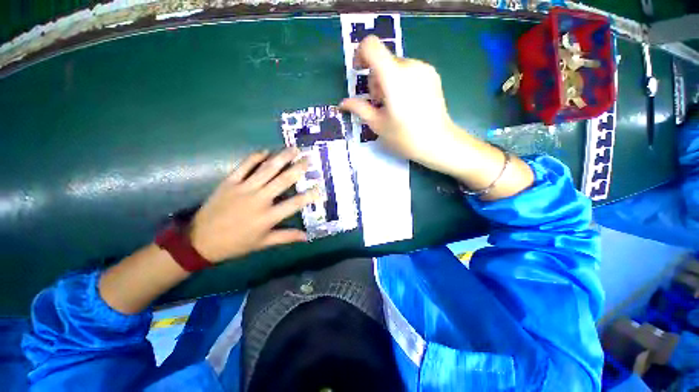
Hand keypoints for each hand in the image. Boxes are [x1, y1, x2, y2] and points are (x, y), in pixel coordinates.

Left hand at [189, 148, 316, 262]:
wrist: (200, 241)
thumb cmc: (235, 244)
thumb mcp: (263, 243)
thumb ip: (286, 237)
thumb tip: (307, 236)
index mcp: (268, 216)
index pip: (295, 203)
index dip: (310, 195)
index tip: (319, 187)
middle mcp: (259, 199)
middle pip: (283, 180)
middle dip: (298, 168)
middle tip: (308, 158)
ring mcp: (244, 188)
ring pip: (267, 169)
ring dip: (282, 157)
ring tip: (293, 149)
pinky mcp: (229, 182)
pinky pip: (244, 166)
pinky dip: (255, 157)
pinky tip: (265, 151)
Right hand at [340, 35, 533, 200]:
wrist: (443, 146)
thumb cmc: (408, 140)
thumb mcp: (378, 127)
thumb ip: (359, 110)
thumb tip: (342, 103)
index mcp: (394, 79)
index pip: (372, 46)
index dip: (361, 53)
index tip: (358, 70)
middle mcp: (410, 68)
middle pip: (383, 61)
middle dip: (374, 80)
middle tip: (376, 104)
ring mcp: (424, 71)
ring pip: (396, 69)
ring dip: (387, 85)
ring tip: (392, 110)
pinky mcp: (432, 77)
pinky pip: (408, 74)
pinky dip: (400, 86)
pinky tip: (406, 107)